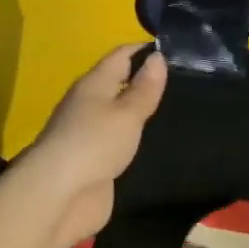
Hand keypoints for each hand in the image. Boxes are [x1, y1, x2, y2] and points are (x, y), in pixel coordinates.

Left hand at [23, 44, 167, 247]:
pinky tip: (162, 144)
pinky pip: (121, 143)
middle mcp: (90, 104)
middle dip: (149, 82)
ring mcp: (91, 135)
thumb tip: (158, 57)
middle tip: (188, 85)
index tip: (179, 52)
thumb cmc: (94, 144)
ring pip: (122, 116)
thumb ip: (144, 88)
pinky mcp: (96, 162)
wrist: (60, 197)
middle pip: (121, 85)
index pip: (122, 55)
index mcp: (94, 84)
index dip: (147, 50)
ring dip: (144, 113)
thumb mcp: (126, 113)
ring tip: (183, 113)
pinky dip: (138, 140)